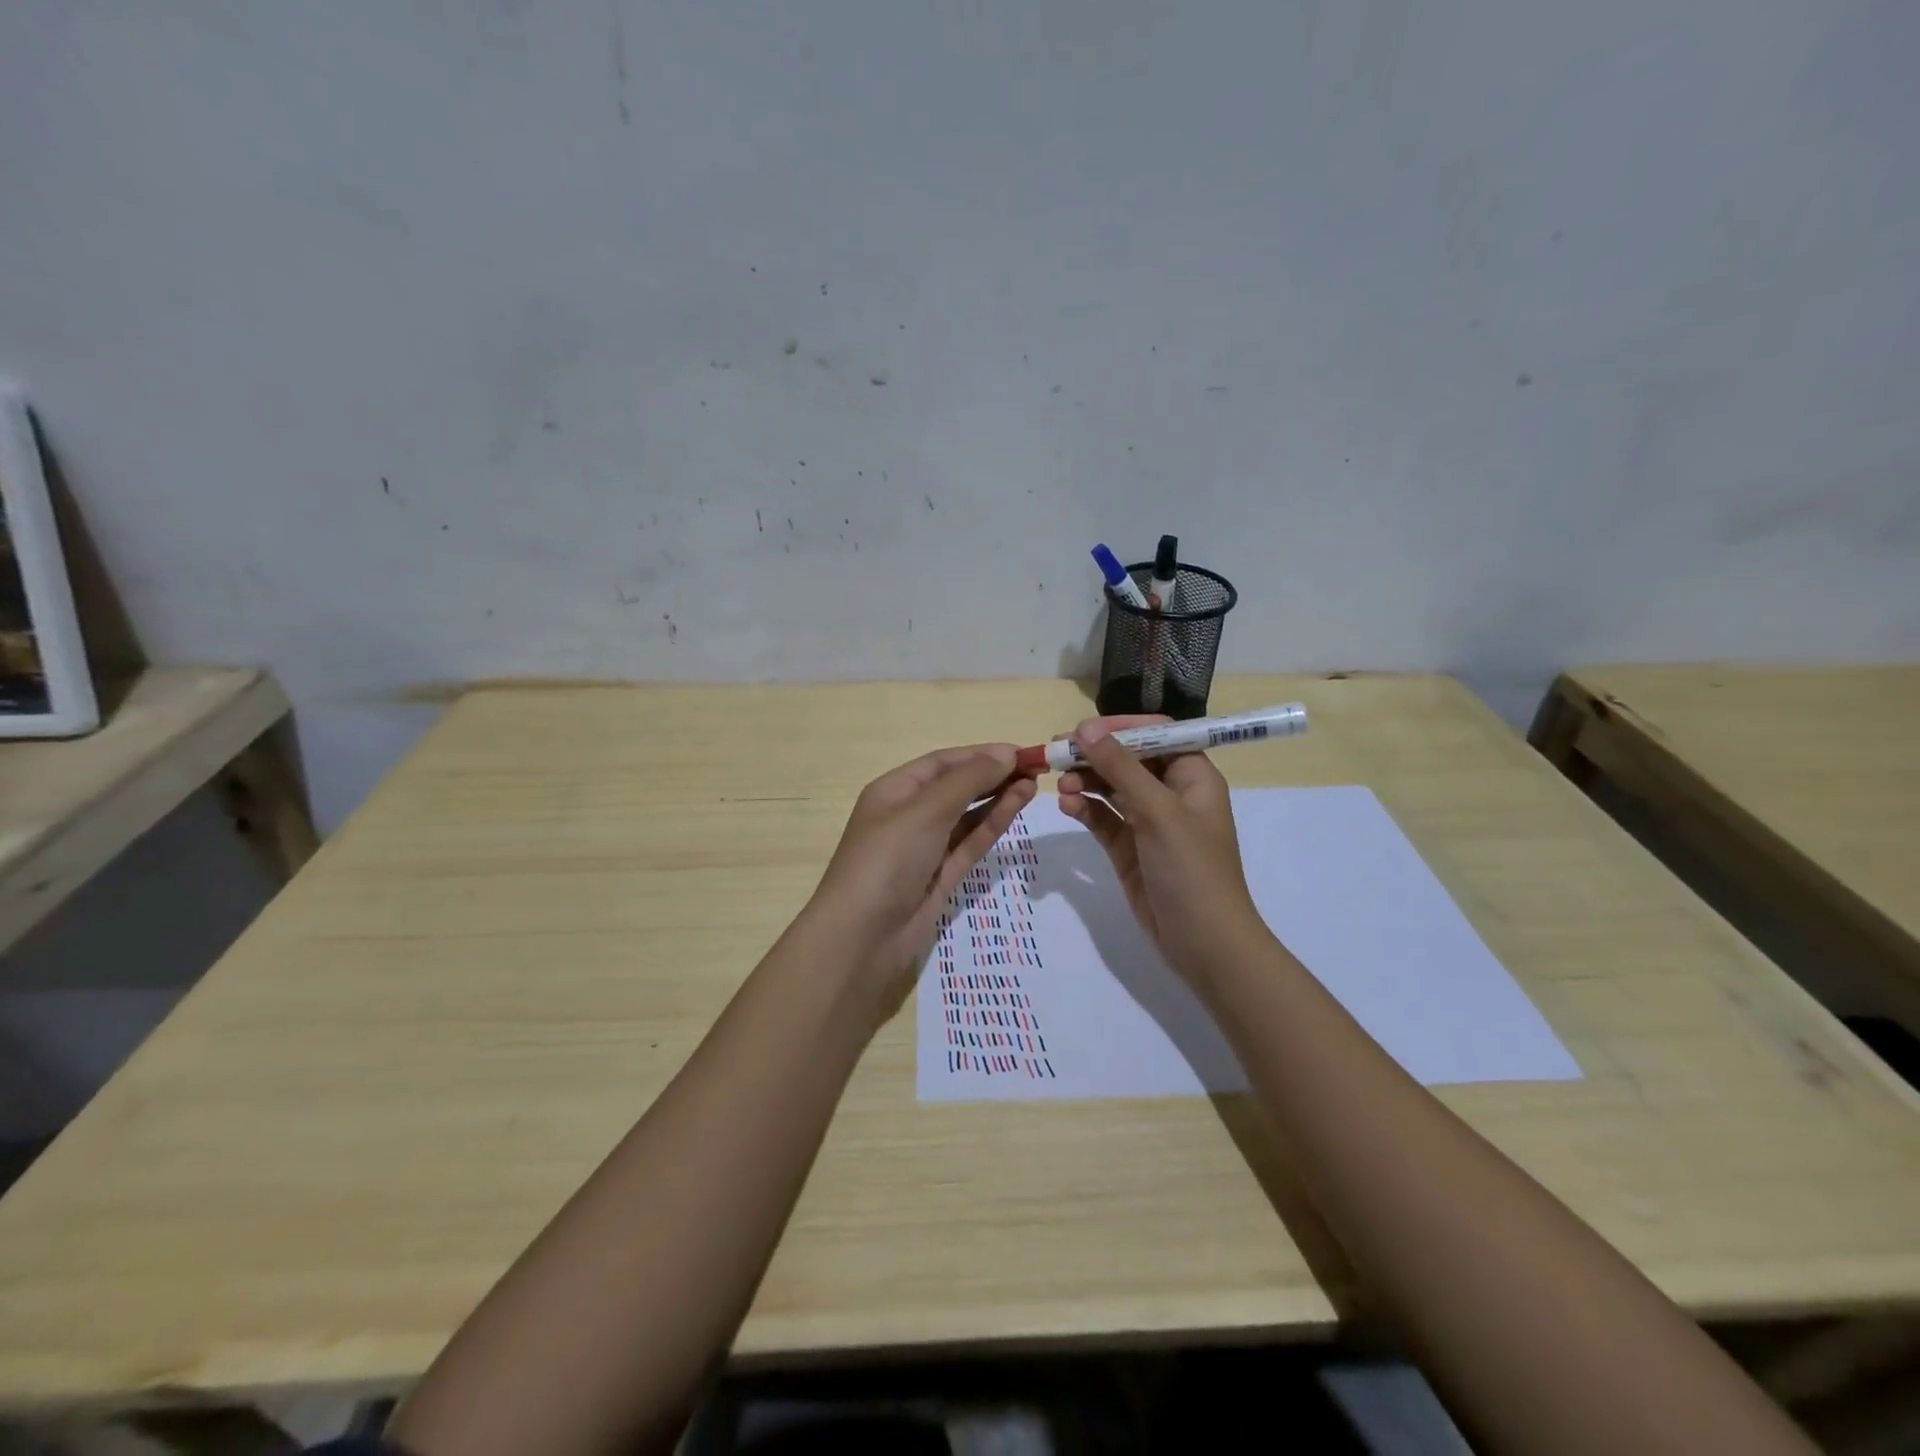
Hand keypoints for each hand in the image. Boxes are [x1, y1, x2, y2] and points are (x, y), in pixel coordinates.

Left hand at [807, 744, 1037, 1007]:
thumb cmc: (887, 859)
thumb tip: (1006, 754)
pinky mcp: (941, 876)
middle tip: (1036, 768)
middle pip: (956, 786)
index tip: (1021, 752)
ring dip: (998, 797)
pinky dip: (993, 824)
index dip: (981, 754)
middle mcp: (909, 814)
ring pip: (968, 815)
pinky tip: (1016, 806)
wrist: (862, 938)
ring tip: (1033, 784)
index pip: (942, 763)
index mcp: (894, 790)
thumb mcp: (926, 810)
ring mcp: (926, 848)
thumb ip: (968, 781)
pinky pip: (971, 843)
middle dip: (993, 775)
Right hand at [1056, 716, 1266, 980]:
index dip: (1121, 727)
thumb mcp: (1158, 811)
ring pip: (1111, 788)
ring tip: (1061, 784)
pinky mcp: (1130, 848)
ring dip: (1086, 781)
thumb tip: (1085, 728)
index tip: (1084, 730)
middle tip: (1057, 754)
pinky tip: (1067, 806)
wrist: (1203, 943)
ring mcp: (1149, 822)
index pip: (1157, 734)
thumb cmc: (1191, 869)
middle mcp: (1171, 794)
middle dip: (1095, 754)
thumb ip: (1120, 767)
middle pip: (1128, 759)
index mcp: (1192, 777)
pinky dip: (1085, 809)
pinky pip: (1103, 818)